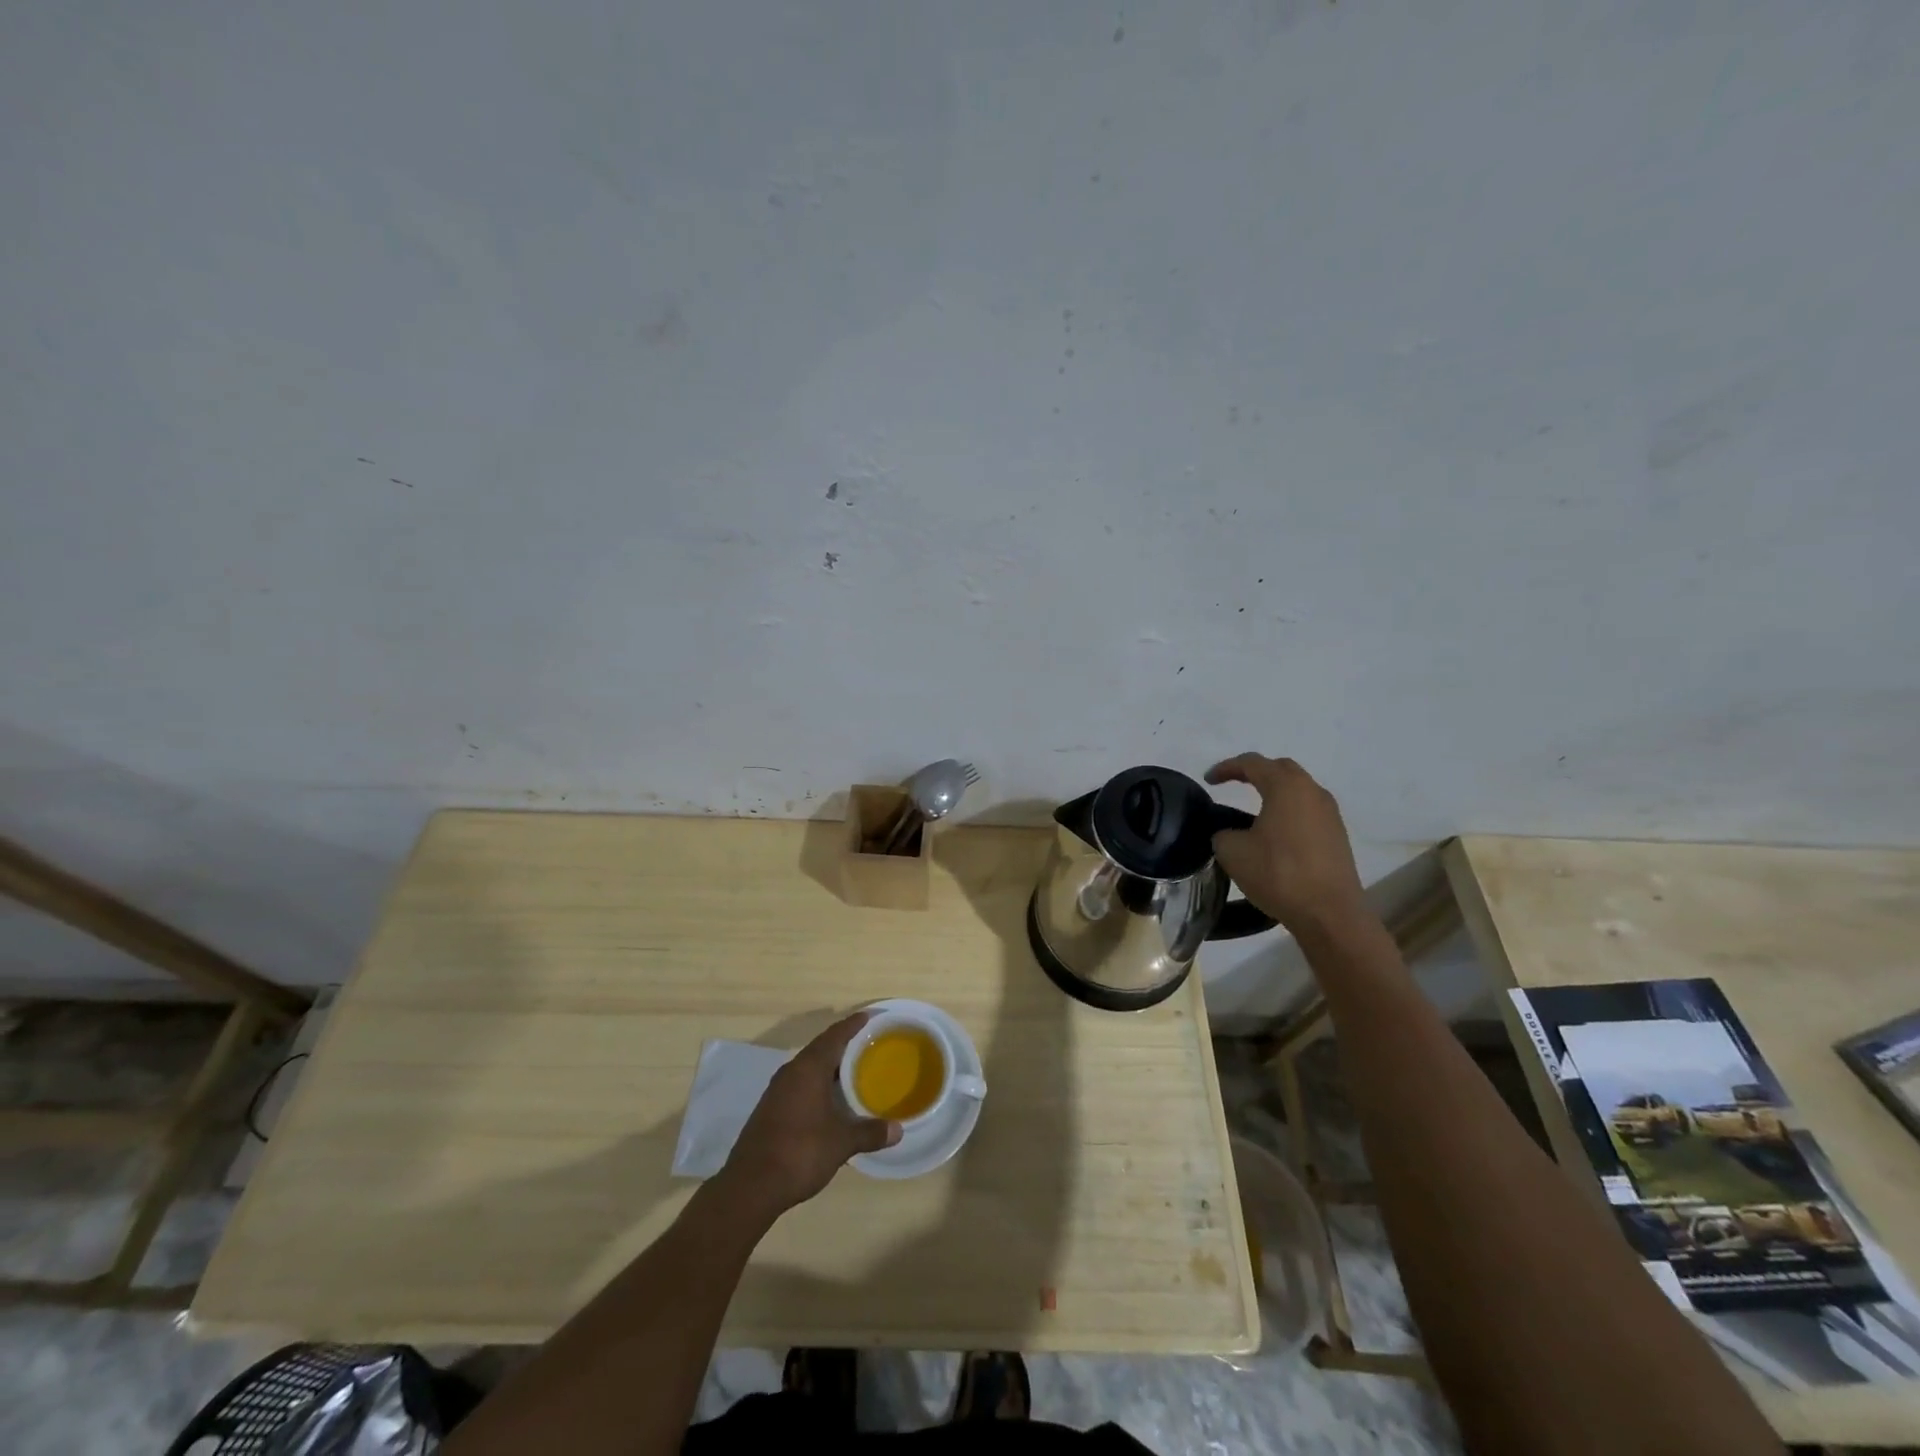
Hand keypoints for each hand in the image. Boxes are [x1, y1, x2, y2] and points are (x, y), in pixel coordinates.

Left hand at [719, 1012, 900, 1220]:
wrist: (750, 1186)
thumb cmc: (800, 1153)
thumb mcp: (841, 1143)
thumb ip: (870, 1133)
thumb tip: (898, 1130)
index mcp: (809, 1069)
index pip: (834, 1036)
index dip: (852, 1025)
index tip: (869, 1016)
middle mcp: (791, 1072)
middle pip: (820, 1048)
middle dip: (843, 1044)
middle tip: (867, 1043)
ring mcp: (777, 1090)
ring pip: (808, 1067)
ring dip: (829, 1066)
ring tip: (853, 1070)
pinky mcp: (769, 1109)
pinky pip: (799, 1083)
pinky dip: (817, 1083)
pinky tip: (829, 1099)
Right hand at [1207, 754, 1369, 941]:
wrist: (1329, 913)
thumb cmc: (1278, 874)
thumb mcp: (1232, 852)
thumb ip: (1223, 833)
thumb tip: (1229, 833)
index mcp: (1286, 787)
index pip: (1252, 763)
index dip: (1226, 767)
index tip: (1208, 780)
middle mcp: (1312, 792)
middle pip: (1281, 769)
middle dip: (1255, 772)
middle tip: (1233, 784)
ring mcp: (1330, 813)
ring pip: (1299, 789)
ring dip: (1275, 792)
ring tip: (1254, 807)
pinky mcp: (1338, 835)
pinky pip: (1308, 810)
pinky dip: (1289, 811)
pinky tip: (1276, 831)